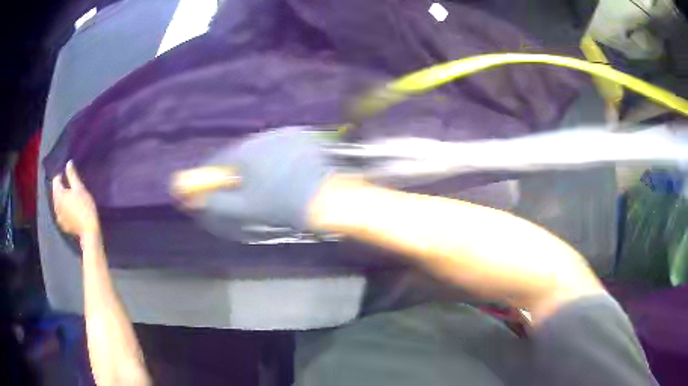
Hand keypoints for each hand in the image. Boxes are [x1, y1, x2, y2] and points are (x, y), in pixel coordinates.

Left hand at [52, 161, 99, 238]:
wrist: (89, 231)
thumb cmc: (84, 206)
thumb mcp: (79, 188)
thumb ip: (72, 174)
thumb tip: (68, 162)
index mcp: (58, 194)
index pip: (56, 179)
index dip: (62, 175)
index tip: (70, 176)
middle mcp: (55, 204)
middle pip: (56, 191)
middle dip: (62, 187)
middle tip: (72, 187)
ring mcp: (58, 216)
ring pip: (58, 203)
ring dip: (63, 199)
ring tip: (71, 199)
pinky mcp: (62, 225)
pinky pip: (61, 213)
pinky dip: (64, 210)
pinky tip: (71, 211)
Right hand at [197, 127, 334, 230]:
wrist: (326, 198)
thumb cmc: (282, 205)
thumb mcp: (245, 207)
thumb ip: (216, 202)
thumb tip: (195, 199)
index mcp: (246, 151)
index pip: (219, 160)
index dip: (213, 175)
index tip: (213, 187)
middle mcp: (263, 136)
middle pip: (240, 153)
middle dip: (237, 170)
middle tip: (243, 189)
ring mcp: (284, 133)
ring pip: (260, 149)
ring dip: (257, 163)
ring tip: (268, 183)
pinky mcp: (302, 136)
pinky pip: (279, 146)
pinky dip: (276, 158)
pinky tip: (285, 173)